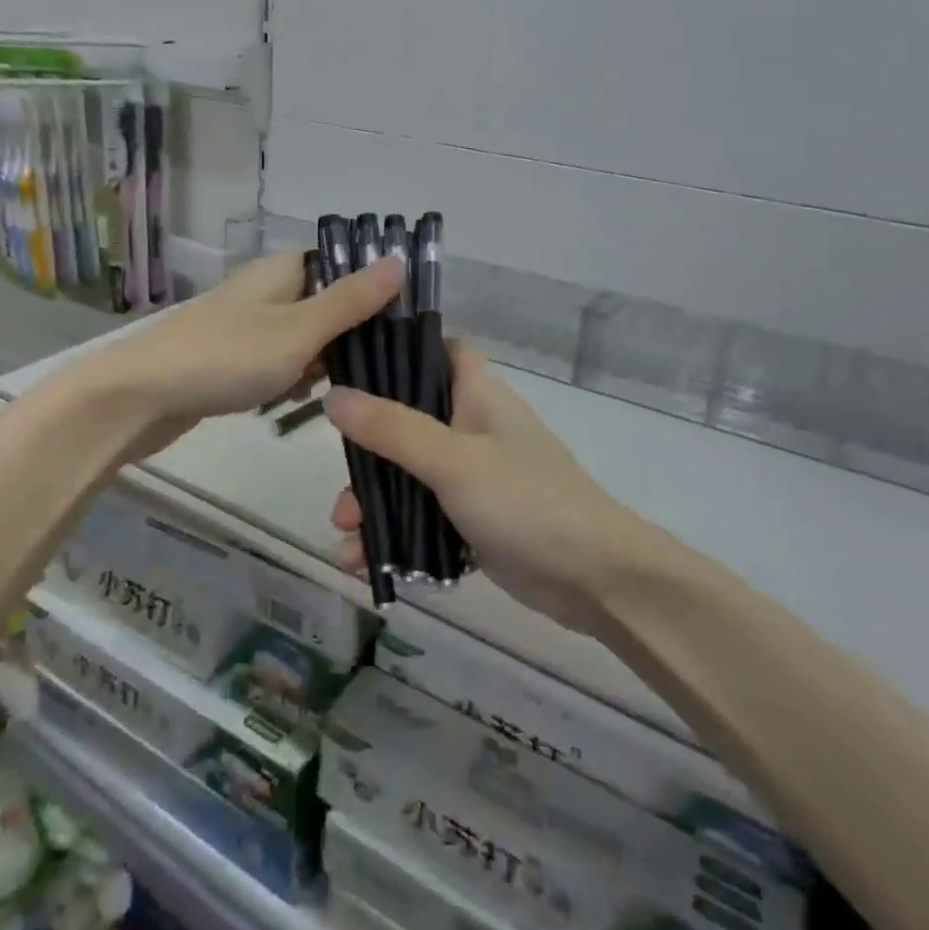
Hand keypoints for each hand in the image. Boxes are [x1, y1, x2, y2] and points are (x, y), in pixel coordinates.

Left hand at [80, 252, 403, 462]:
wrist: (138, 398)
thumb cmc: (226, 357)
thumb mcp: (299, 330)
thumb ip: (351, 300)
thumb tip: (400, 258)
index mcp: (281, 270)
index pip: (341, 269)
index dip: (369, 296)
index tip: (396, 332)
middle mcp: (263, 290)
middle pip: (324, 306)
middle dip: (344, 340)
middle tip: (364, 373)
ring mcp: (243, 325)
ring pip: (301, 340)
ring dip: (317, 365)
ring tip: (325, 392)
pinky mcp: (228, 358)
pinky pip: (274, 363)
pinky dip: (286, 380)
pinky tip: (289, 402)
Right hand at [325, 344, 659, 633]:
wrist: (595, 580)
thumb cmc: (525, 501)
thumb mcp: (452, 460)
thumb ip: (391, 428)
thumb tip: (333, 396)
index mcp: (477, 395)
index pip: (441, 350)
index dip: (402, 349)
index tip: (356, 366)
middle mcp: (474, 427)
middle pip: (409, 420)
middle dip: (368, 454)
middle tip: (341, 485)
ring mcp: (476, 476)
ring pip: (412, 474)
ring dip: (376, 504)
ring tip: (346, 539)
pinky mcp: (476, 520)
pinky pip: (424, 517)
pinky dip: (397, 535)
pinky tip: (365, 563)